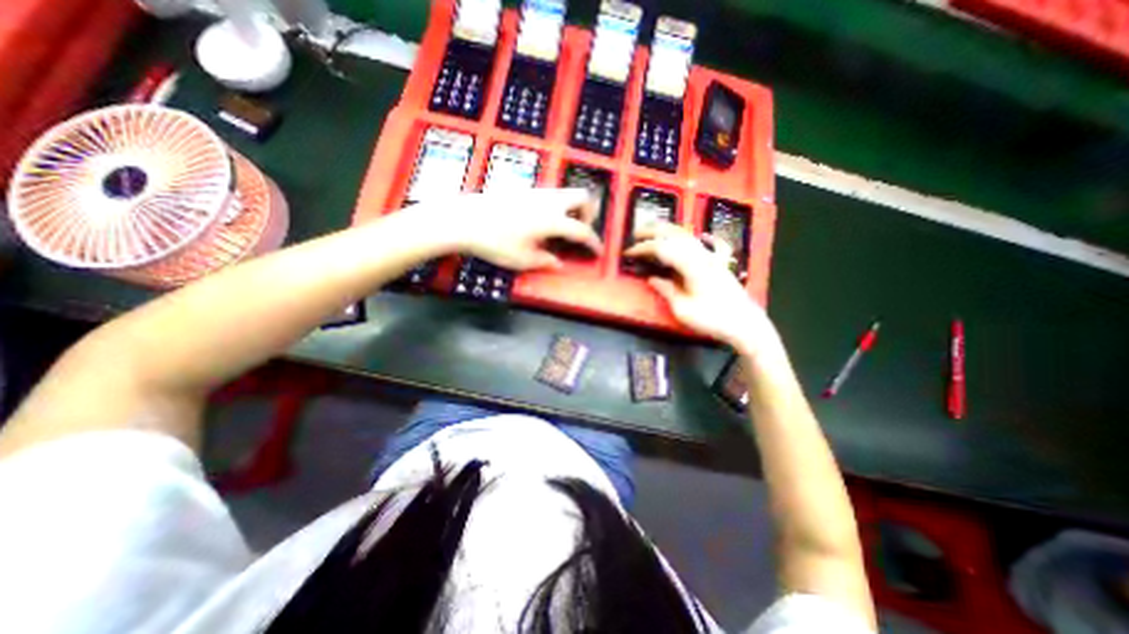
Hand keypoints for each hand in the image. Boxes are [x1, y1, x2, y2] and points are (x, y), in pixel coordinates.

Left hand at [419, 187, 604, 266]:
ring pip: (566, 193)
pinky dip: (557, 205)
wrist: (463, 219)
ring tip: (561, 228)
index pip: (582, 230)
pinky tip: (542, 221)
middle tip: (580, 231)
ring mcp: (536, 192)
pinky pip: (551, 194)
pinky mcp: (524, 190)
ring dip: (573, 208)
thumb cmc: (494, 242)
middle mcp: (549, 201)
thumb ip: (545, 261)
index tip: (598, 251)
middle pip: (582, 197)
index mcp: (553, 220)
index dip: (593, 242)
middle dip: (589, 214)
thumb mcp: (522, 260)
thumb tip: (558, 262)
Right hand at [621, 221, 781, 352]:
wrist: (745, 323)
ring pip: (688, 235)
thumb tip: (652, 279)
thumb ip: (667, 290)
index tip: (628, 253)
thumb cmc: (712, 319)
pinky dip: (692, 237)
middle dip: (653, 231)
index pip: (662, 248)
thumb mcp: (683, 309)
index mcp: (690, 265)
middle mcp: (701, 255)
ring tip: (653, 231)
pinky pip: (703, 243)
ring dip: (669, 230)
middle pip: (675, 234)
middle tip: (635, 233)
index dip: (643, 248)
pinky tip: (694, 237)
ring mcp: (711, 257)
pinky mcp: (717, 262)